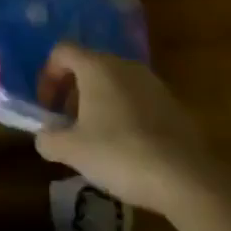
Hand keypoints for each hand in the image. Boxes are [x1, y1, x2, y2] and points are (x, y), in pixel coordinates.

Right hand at [34, 45, 212, 211]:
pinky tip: (127, 148)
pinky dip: (124, 114)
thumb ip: (49, 139)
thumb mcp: (74, 151)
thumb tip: (43, 137)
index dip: (48, 76)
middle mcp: (124, 65)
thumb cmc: (120, 153)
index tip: (46, 107)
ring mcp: (152, 83)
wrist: (188, 178)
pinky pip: (137, 100)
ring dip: (99, 103)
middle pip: (88, 66)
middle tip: (68, 124)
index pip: (62, 51)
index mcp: (96, 66)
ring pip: (114, 83)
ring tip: (96, 139)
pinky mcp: (173, 104)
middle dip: (72, 92)